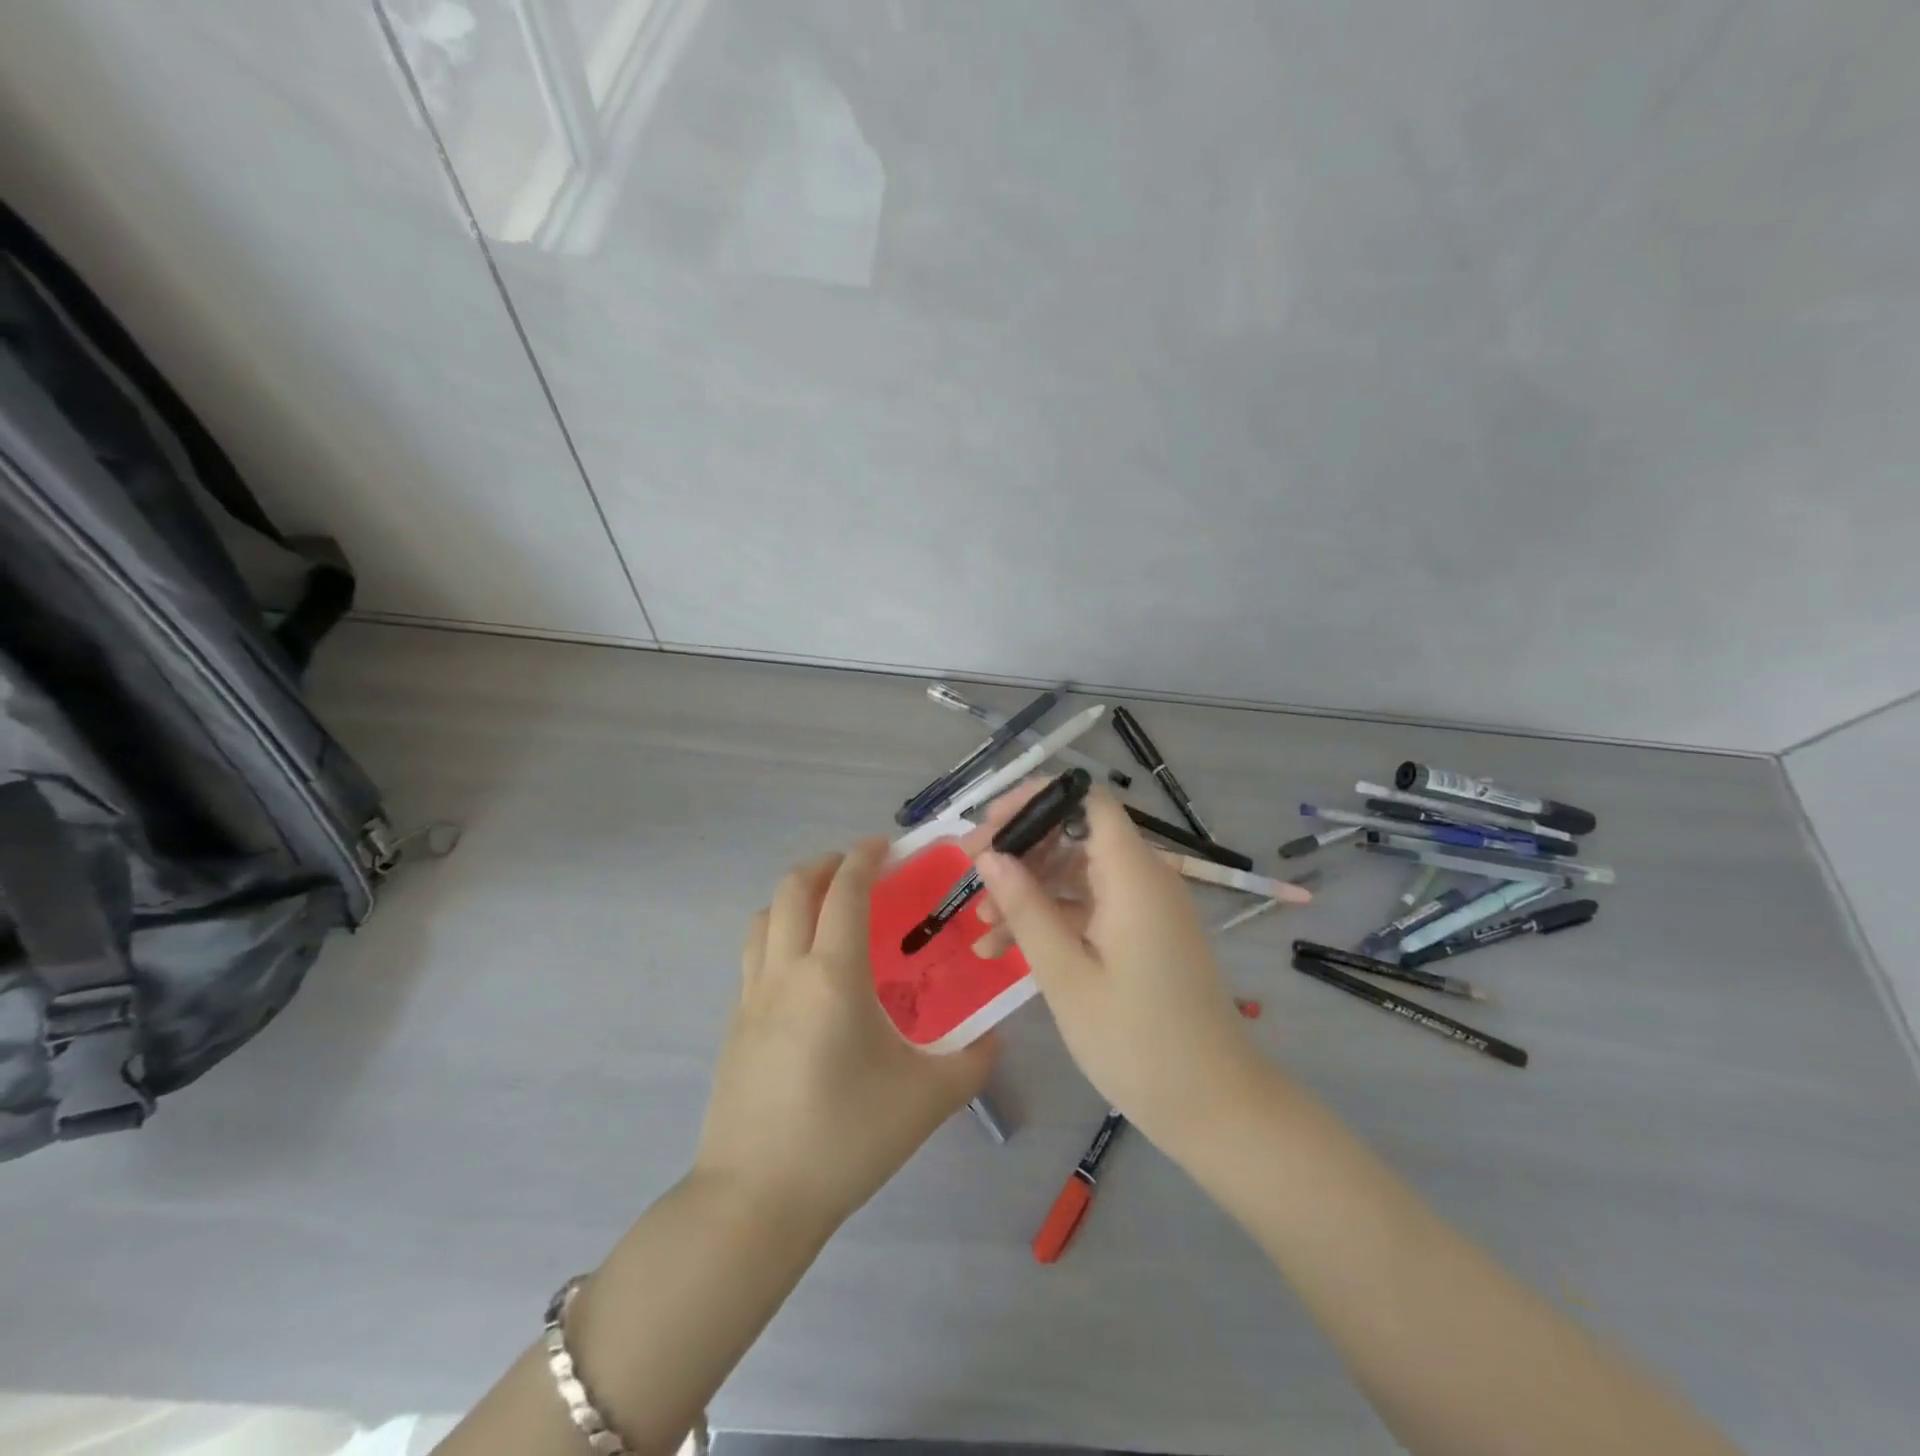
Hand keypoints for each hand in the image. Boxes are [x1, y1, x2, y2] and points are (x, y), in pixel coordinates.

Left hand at [695, 841, 995, 1233]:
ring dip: (795, 895)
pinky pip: (753, 954)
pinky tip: (803, 968)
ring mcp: (751, 996)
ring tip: (826, 907)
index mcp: (832, 975)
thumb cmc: (846, 1138)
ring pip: (765, 917)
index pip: (846, 892)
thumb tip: (995, 1039)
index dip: (864, 858)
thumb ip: (973, 1062)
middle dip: (826, 864)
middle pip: (794, 889)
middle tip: (857, 868)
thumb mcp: (927, 1099)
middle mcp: (786, 971)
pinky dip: (778, 933)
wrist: (756, 1200)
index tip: (884, 845)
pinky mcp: (734, 1024)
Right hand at [969, 788, 1264, 1147]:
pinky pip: (1091, 908)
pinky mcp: (1143, 934)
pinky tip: (1005, 950)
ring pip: (1077, 874)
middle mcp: (1144, 878)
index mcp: (1133, 874)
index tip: (988, 826)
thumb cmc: (1137, 1042)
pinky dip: (1052, 919)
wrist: (1214, 1106)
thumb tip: (990, 856)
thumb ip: (1027, 908)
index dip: (1035, 799)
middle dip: (1020, 848)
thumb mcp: (1066, 975)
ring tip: (978, 925)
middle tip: (968, 872)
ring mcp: (1145, 907)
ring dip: (1028, 890)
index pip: (1086, 798)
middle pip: (1075, 834)